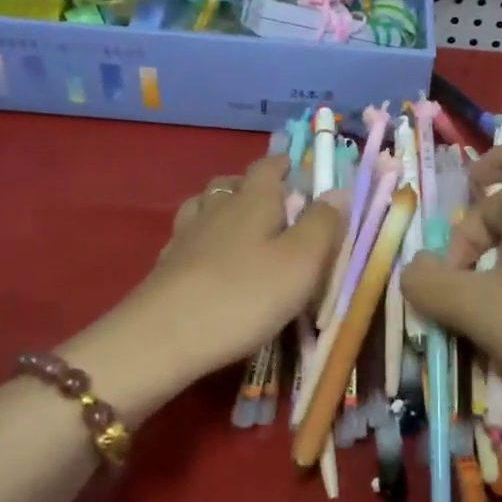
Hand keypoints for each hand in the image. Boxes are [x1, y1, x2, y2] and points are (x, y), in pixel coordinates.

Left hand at [126, 156, 343, 384]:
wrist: (163, 337)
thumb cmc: (244, 294)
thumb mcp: (301, 261)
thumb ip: (323, 223)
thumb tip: (338, 190)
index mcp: (253, 200)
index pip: (268, 167)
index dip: (284, 164)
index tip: (298, 167)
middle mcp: (216, 207)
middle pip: (233, 182)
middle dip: (255, 185)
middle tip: (277, 202)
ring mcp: (186, 235)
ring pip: (205, 206)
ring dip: (224, 207)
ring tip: (241, 225)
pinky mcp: (167, 265)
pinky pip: (189, 237)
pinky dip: (203, 238)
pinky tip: (209, 258)